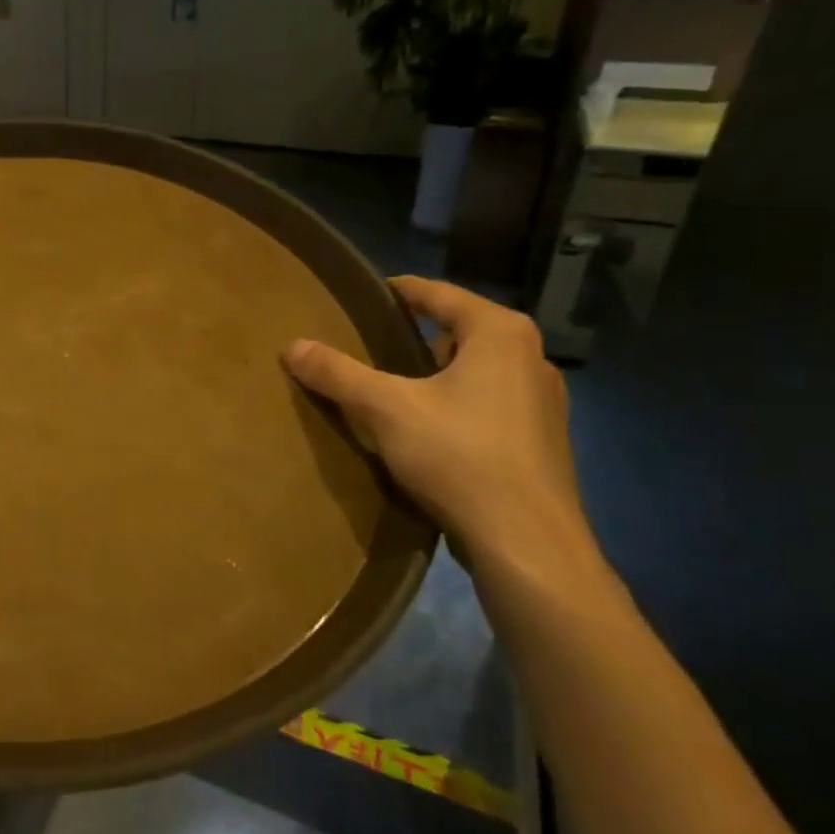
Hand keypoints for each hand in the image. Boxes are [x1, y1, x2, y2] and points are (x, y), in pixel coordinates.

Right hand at [282, 276, 591, 579]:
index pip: (440, 294)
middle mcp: (531, 358)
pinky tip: (426, 429)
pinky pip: (488, 403)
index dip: (399, 290)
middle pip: (461, 330)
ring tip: (392, 385)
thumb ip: (339, 373)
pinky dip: (456, 403)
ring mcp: (542, 402)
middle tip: (369, 341)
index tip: (364, 293)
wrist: (527, 543)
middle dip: (416, 334)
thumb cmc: (460, 456)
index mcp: (501, 334)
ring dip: (437, 372)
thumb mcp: (386, 408)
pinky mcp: (540, 441)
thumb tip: (292, 346)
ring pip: (477, 370)